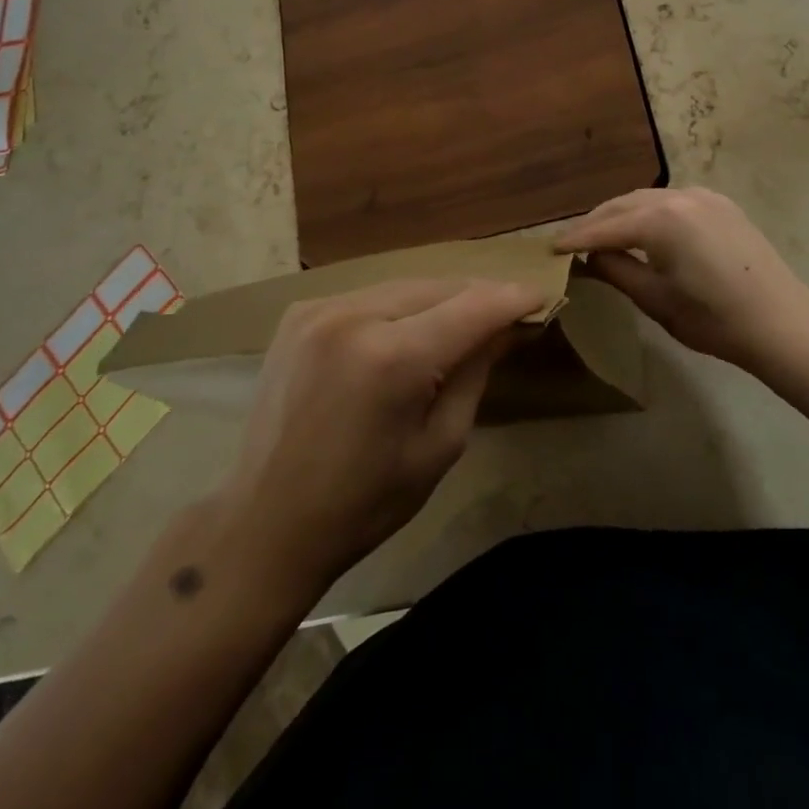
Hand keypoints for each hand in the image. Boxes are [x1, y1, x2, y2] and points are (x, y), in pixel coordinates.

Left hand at [219, 277, 544, 595]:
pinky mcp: (299, 314)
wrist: (266, 523)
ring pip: (404, 286)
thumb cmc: (364, 503)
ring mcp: (320, 309)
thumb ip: (476, 373)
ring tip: (465, 319)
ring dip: (439, 299)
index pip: (472, 307)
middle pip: (438, 287)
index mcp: (392, 358)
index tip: (542, 294)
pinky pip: (369, 296)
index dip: (512, 298)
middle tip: (508, 311)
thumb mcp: (440, 445)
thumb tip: (507, 327)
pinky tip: (411, 328)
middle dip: (477, 296)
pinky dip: (399, 306)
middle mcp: (354, 316)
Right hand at [554, 187, 808, 375]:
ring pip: (647, 198)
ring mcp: (703, 196)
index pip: (605, 228)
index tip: (549, 249)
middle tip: (570, 242)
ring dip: (621, 214)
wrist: (781, 322)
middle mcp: (679, 196)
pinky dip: (649, 211)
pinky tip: (642, 228)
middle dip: (595, 222)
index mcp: (660, 220)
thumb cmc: (713, 319)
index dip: (575, 240)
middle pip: (623, 204)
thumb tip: (589, 257)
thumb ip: (616, 271)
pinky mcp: (720, 204)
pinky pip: (672, 200)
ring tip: (601, 235)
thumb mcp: (655, 300)